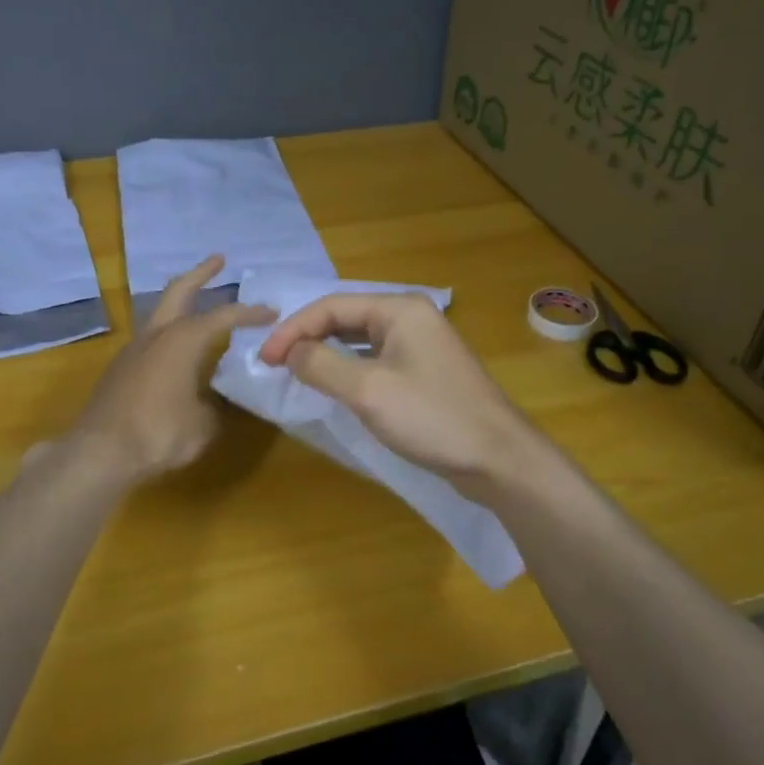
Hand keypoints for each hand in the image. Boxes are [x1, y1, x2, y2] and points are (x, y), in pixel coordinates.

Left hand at [69, 256, 274, 484]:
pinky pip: (152, 337)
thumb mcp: (203, 425)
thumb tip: (216, 403)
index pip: (224, 316)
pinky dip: (170, 330)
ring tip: (200, 302)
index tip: (271, 311)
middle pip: (179, 291)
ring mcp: (134, 349)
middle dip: (201, 273)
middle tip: (219, 260)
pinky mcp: (121, 368)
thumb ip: (216, 407)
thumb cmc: (158, 432)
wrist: (99, 452)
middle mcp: (157, 335)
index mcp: (182, 340)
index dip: (250, 313)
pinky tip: (179, 348)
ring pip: (161, 312)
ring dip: (181, 302)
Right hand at [258, 293, 540, 483]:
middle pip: (346, 317)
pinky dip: (349, 368)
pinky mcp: (426, 372)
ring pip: (360, 339)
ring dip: (326, 352)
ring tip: (296, 372)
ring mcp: (422, 345)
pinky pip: (376, 359)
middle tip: (274, 364)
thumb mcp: (367, 391)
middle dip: (308, 337)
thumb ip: (321, 365)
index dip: (293, 329)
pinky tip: (335, 386)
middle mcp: (411, 317)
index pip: (332, 305)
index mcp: (399, 309)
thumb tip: (289, 352)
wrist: (499, 459)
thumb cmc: (432, 417)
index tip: (264, 358)